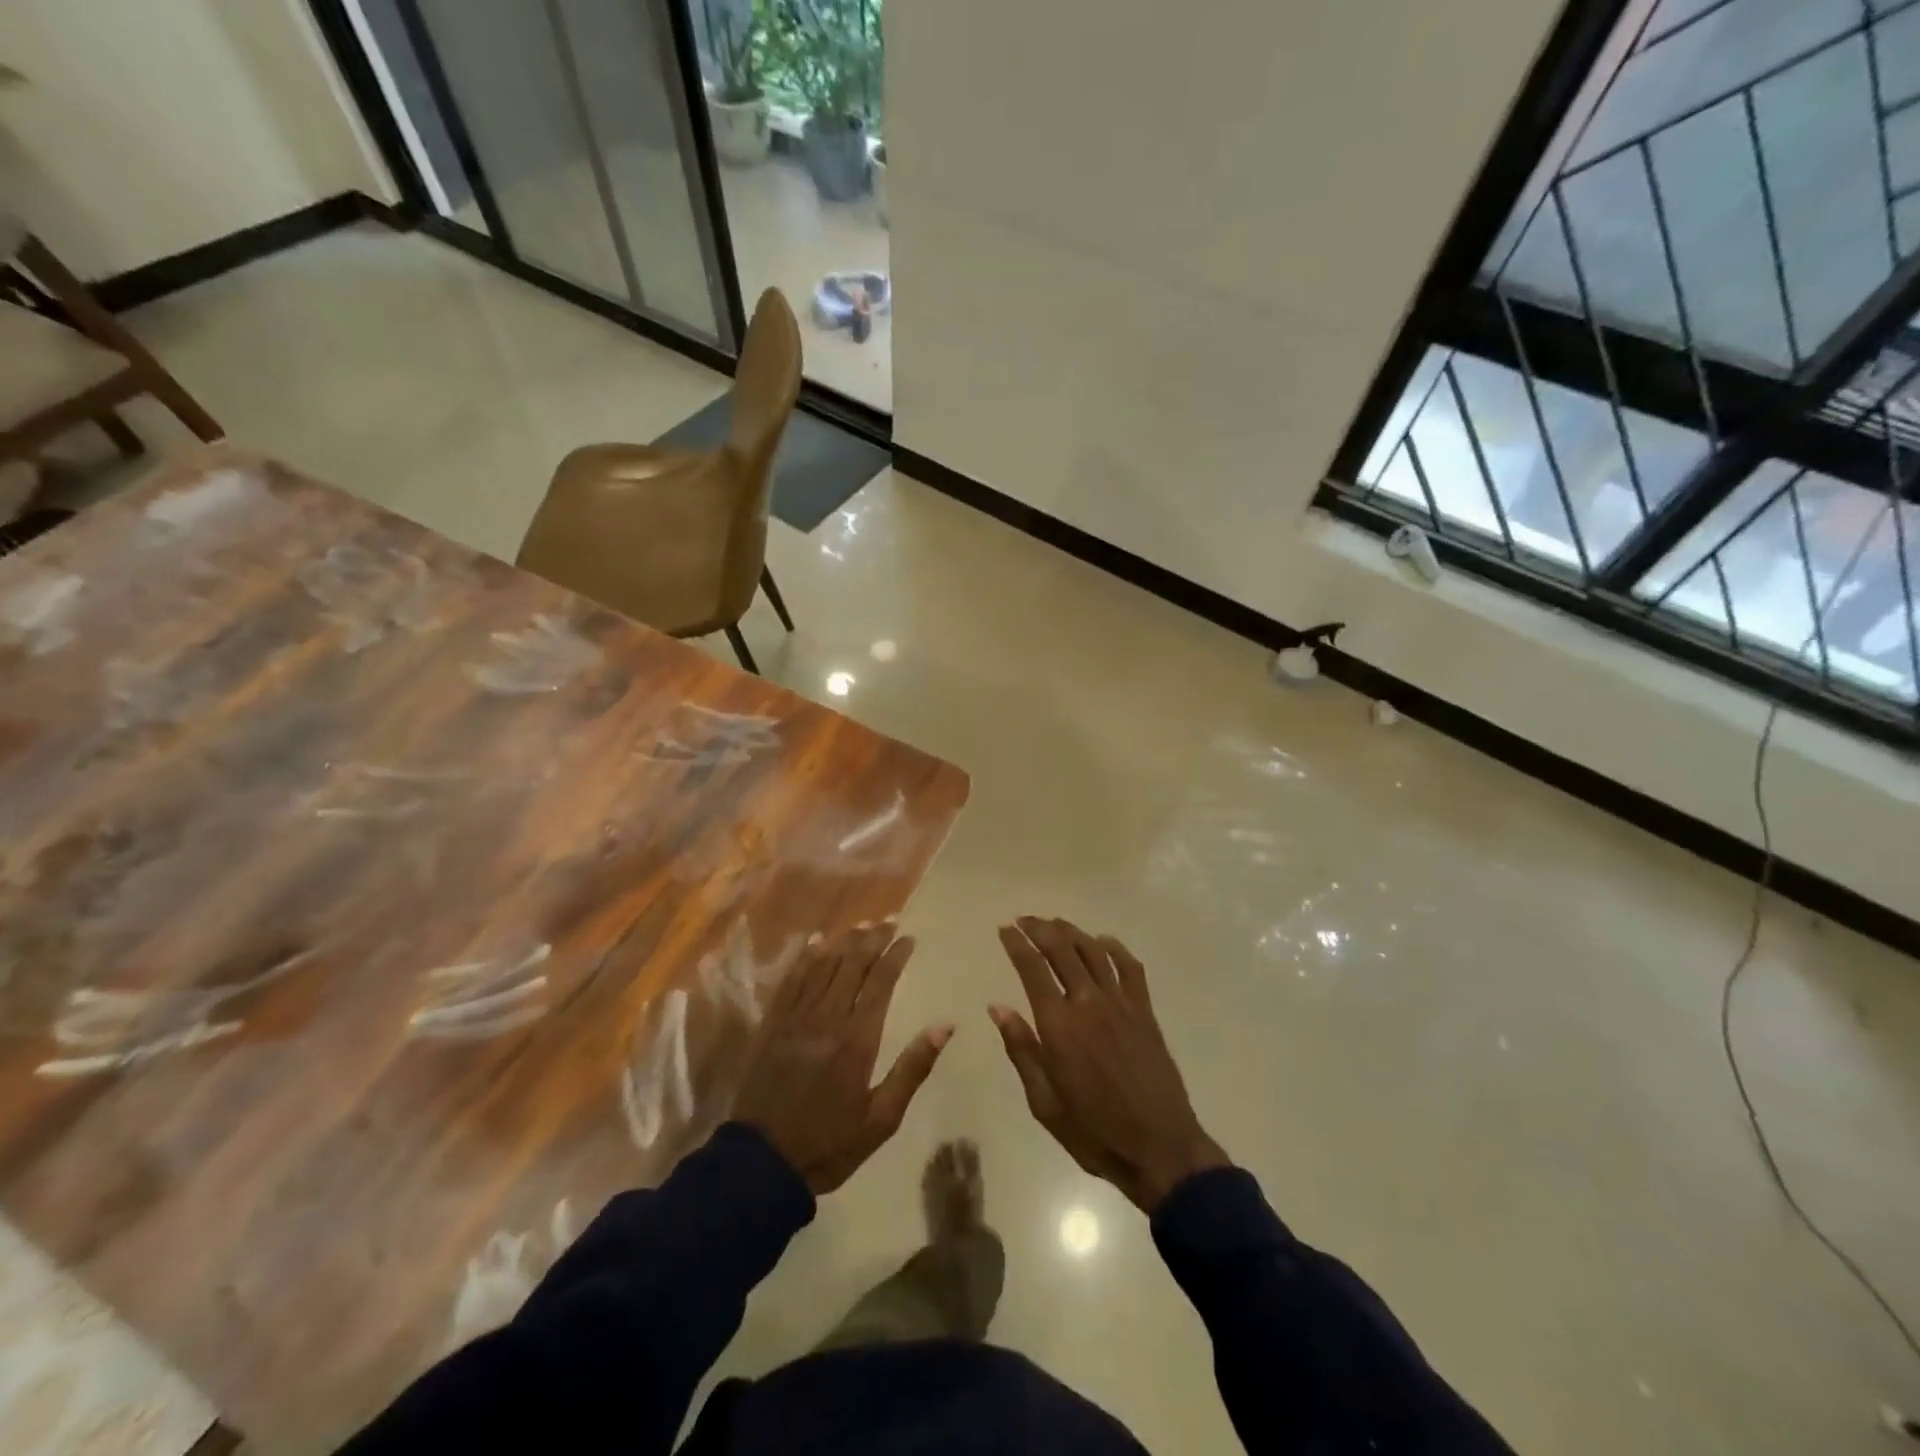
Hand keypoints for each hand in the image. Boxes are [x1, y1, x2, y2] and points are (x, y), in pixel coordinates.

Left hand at [734, 922, 951, 1194]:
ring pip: (822, 966)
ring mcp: (796, 1019)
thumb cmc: (830, 1143)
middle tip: (887, 921)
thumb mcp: (882, 1119)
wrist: (763, 1163)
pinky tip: (814, 942)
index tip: (908, 938)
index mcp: (857, 1039)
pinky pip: (791, 981)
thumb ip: (912, 1068)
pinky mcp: (773, 1026)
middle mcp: (827, 1018)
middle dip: (872, 939)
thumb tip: (944, 1025)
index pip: (880, 982)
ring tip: (860, 925)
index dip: (895, 956)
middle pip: (852, 965)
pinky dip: (805, 958)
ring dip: (843, 942)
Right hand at [991, 918, 1227, 1212]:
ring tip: (1055, 924)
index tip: (1004, 928)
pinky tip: (1102, 942)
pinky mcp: (1144, 1011)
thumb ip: (1021, 1049)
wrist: (1159, 1147)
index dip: (1016, 944)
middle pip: (1061, 949)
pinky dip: (1114, 948)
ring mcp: (1120, 1003)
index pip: (1032, 969)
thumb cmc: (1093, 1131)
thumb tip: (999, 1007)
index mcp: (1058, 1025)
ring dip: (1071, 932)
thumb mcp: (1044, 1101)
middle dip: (1040, 929)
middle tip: (1025, 920)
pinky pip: (1130, 967)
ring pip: (1093, 951)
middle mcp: (1088, 1003)